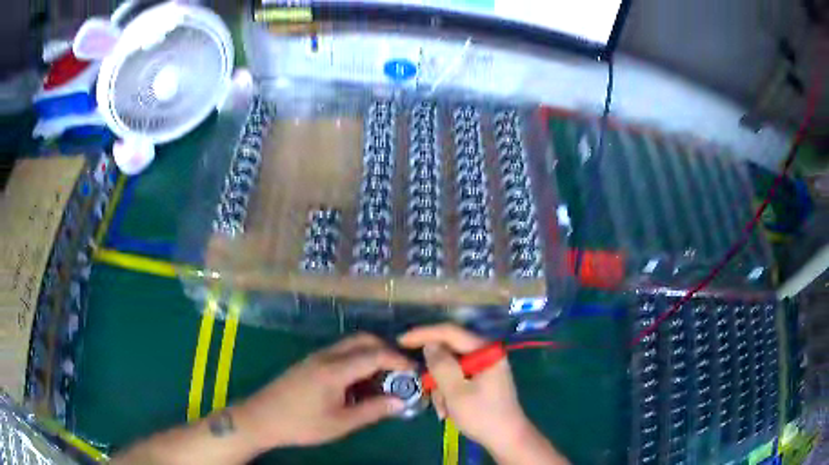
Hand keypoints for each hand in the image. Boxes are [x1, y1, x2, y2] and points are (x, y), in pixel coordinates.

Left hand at [236, 333, 412, 449]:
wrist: (261, 418)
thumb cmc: (301, 424)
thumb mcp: (340, 423)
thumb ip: (372, 410)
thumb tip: (401, 402)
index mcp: (334, 369)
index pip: (374, 355)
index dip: (398, 361)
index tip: (415, 372)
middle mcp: (326, 356)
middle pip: (362, 340)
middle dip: (386, 350)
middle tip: (400, 372)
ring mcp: (315, 357)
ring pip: (350, 345)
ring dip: (371, 355)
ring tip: (382, 380)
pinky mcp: (309, 363)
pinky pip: (339, 353)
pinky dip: (356, 361)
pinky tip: (359, 383)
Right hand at [398, 324, 529, 451]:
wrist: (506, 439)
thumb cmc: (482, 415)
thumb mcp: (456, 391)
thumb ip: (441, 365)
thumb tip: (429, 344)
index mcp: (486, 351)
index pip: (451, 332)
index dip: (424, 334)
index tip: (401, 340)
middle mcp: (487, 354)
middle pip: (450, 352)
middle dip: (435, 374)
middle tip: (426, 391)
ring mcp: (485, 367)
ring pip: (451, 368)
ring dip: (441, 388)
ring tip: (443, 409)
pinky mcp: (482, 380)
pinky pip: (458, 379)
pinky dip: (449, 393)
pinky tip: (449, 410)